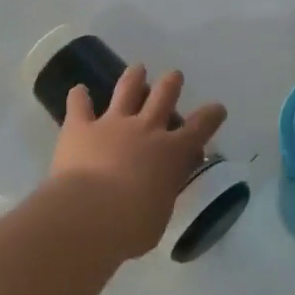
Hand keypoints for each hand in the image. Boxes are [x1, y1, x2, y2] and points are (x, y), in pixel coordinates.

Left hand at [46, 65, 225, 259]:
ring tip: (138, 68)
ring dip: (133, 77)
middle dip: (171, 84)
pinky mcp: (80, 127)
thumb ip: (162, 194)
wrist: (90, 213)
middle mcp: (145, 130)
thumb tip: (158, 189)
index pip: (199, 129)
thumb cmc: (132, 225)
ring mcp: (111, 124)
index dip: (211, 116)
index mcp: (171, 153)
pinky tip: (77, 90)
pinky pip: (79, 105)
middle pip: (163, 97)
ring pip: (126, 91)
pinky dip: (78, 97)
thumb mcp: (161, 214)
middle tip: (174, 75)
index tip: (217, 107)